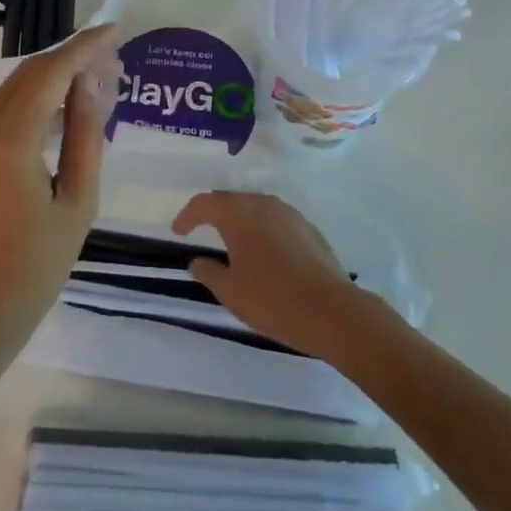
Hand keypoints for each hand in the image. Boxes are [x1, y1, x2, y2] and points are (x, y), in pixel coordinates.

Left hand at [0, 24, 119, 369]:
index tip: (115, 30)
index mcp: (8, 140)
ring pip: (15, 87)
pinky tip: (66, 107)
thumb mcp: (77, 201)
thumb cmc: (35, 267)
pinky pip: (4, 108)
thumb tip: (92, 81)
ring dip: (54, 77)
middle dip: (72, 59)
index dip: (84, 47)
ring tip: (98, 79)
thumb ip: (85, 134)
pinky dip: (36, 99)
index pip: (50, 72)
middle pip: (30, 73)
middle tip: (114, 59)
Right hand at [171, 191, 386, 360]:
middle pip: (230, 200)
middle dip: (213, 212)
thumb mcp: (231, 292)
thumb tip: (197, 261)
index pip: (204, 203)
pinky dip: (262, 228)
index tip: (178, 231)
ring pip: (255, 207)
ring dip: (239, 219)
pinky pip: (275, 219)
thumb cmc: (274, 300)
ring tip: (232, 240)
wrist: (332, 311)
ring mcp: (289, 213)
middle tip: (201, 229)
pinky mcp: (308, 227)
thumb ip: (209, 272)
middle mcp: (262, 204)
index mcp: (238, 214)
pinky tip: (264, 251)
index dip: (187, 215)